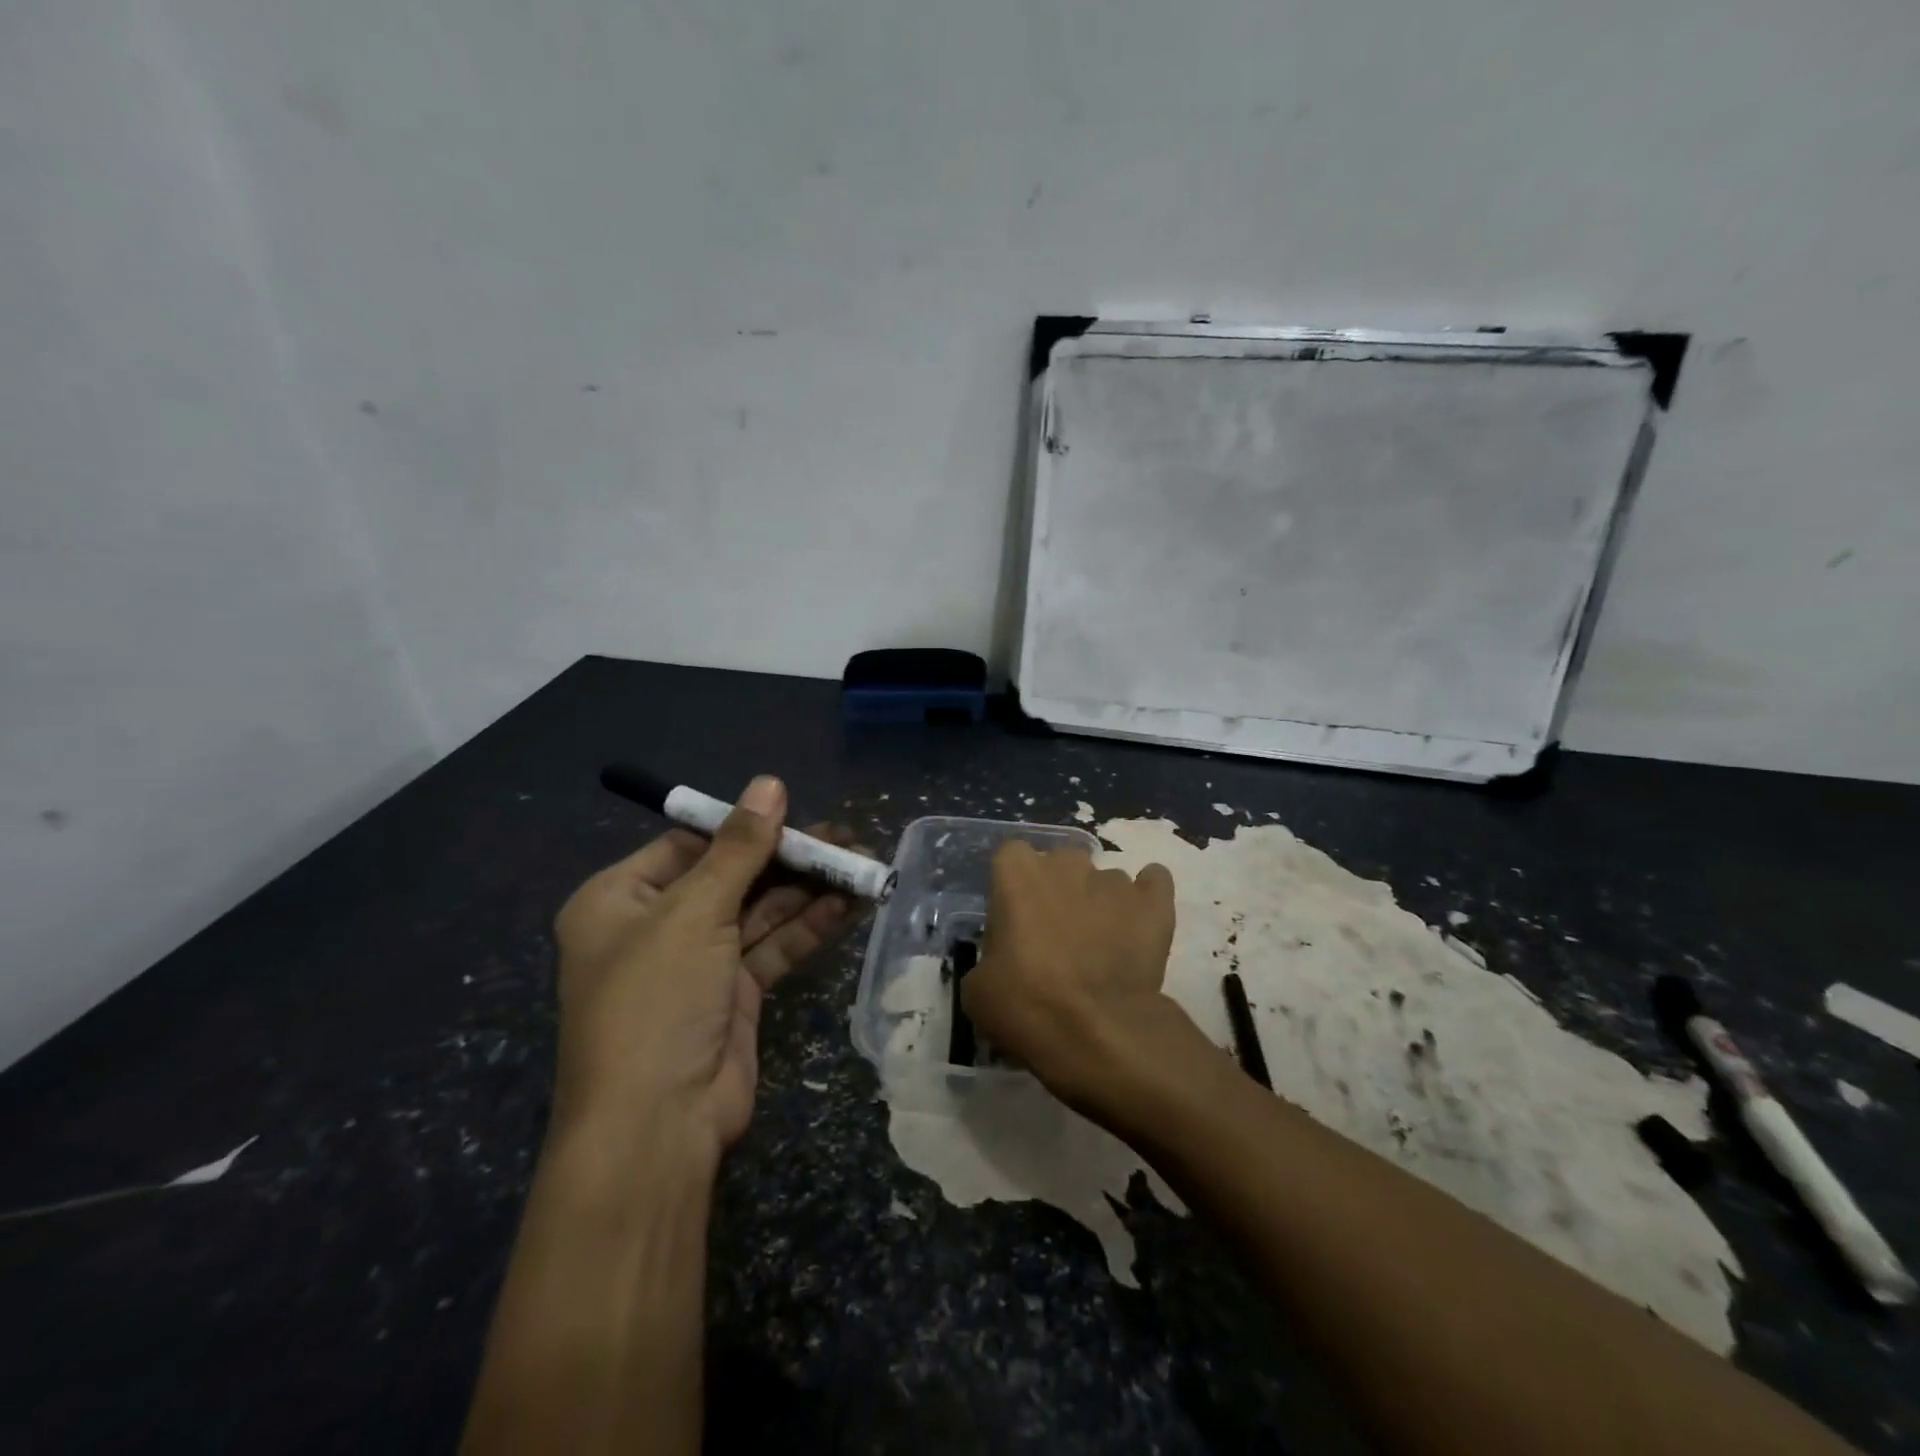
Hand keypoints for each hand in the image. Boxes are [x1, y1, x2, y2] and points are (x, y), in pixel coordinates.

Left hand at [551, 775, 856, 1164]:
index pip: (688, 845)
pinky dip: (807, 926)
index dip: (742, 827)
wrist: (656, 1127)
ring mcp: (696, 964)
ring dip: (806, 890)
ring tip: (859, 864)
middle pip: (730, 876)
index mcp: (618, 900)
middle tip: (842, 838)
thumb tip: (770, 783)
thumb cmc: (656, 1001)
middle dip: (786, 859)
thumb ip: (740, 847)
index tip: (794, 812)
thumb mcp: (695, 911)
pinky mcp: (733, 995)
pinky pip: (772, 947)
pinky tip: (847, 903)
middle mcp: (655, 927)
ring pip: (758, 912)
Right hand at [962, 842, 1181, 1117]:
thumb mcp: (978, 988)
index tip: (1015, 919)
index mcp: (1017, 872)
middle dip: (1059, 890)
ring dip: (1100, 904)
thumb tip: (1003, 962)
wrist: (1096, 1031)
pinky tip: (1140, 923)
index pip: (1011, 857)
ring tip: (1102, 948)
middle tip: (1057, 935)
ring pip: (1104, 881)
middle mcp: (1066, 863)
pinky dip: (1146, 898)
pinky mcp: (1154, 902)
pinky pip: (1153, 883)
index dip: (1014, 886)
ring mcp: (1114, 880)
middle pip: (1060, 864)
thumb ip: (990, 956)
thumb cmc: (1025, 1003)